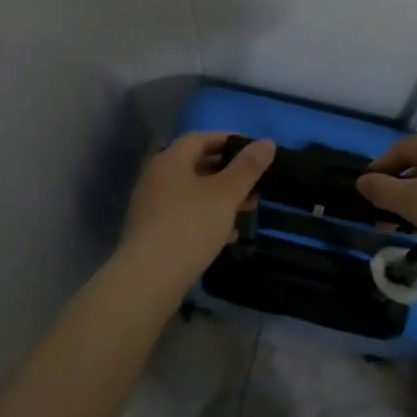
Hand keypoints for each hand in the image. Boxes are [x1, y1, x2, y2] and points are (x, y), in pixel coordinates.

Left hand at [114, 132, 275, 299]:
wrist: (149, 278)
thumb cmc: (190, 226)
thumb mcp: (226, 194)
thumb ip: (247, 168)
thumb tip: (267, 142)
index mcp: (170, 160)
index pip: (200, 138)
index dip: (228, 140)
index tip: (254, 151)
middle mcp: (156, 178)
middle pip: (196, 165)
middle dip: (228, 172)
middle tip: (256, 183)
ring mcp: (152, 206)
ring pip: (192, 192)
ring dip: (220, 197)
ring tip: (247, 208)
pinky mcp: (153, 232)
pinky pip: (185, 215)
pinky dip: (207, 217)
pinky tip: (227, 234)